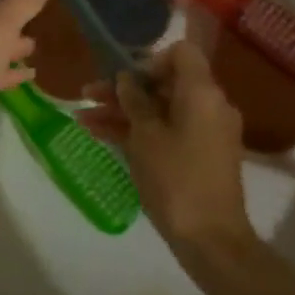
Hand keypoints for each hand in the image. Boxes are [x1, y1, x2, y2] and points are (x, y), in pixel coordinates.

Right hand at [83, 41, 255, 257]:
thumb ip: (134, 101)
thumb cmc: (176, 179)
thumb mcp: (146, 136)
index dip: (149, 59)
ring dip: (123, 111)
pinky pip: (166, 131)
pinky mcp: (198, 156)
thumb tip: (126, 79)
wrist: (211, 240)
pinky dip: (137, 131)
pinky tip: (99, 134)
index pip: (181, 53)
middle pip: (164, 83)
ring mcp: (205, 133)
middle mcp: (209, 106)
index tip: (124, 78)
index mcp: (202, 93)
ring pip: (160, 110)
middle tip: (88, 94)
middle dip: (124, 88)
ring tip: (83, 117)